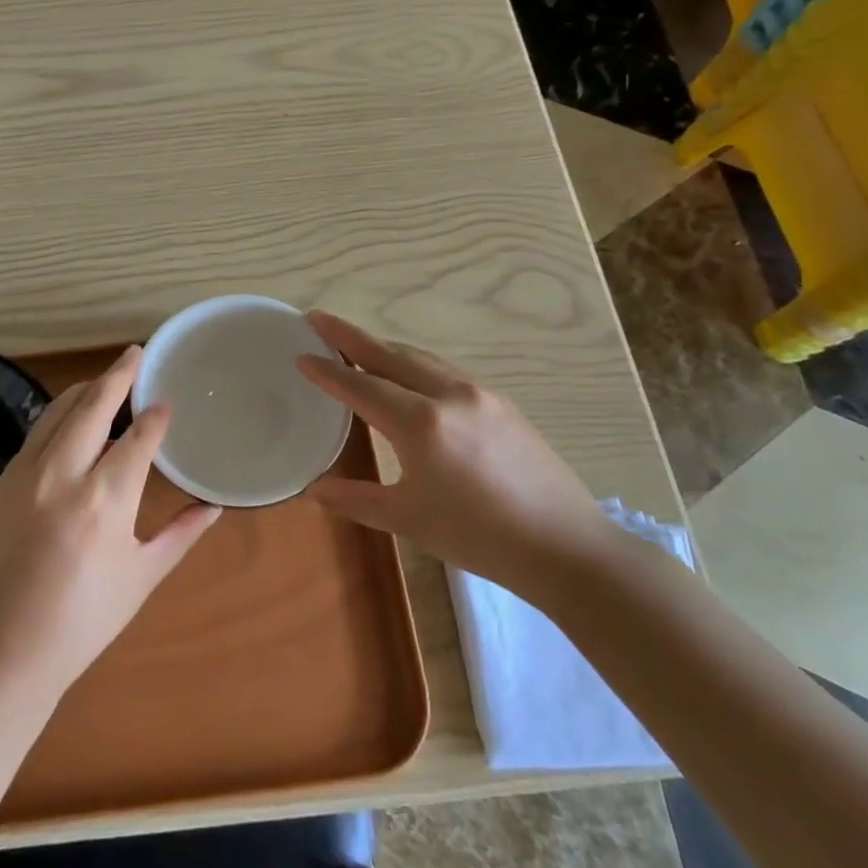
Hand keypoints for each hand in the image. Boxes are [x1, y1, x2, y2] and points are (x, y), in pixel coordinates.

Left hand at [0, 345, 219, 697]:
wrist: (1, 653)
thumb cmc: (83, 622)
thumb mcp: (142, 577)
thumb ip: (181, 533)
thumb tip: (216, 505)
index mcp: (107, 500)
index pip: (139, 437)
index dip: (156, 417)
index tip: (167, 402)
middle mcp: (65, 474)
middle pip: (94, 404)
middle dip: (119, 374)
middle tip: (135, 352)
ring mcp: (26, 474)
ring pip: (59, 411)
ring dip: (86, 389)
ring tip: (106, 378)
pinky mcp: (1, 483)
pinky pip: (36, 434)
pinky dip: (58, 416)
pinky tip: (70, 416)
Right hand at [295, 311, 608, 601]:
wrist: (566, 547)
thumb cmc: (479, 536)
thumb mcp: (409, 520)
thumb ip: (355, 499)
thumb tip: (313, 489)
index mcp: (420, 422)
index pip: (360, 385)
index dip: (327, 371)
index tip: (300, 354)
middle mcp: (448, 394)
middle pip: (389, 353)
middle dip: (350, 335)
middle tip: (317, 320)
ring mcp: (479, 393)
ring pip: (420, 357)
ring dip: (383, 347)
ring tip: (355, 344)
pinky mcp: (501, 402)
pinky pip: (444, 370)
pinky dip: (413, 362)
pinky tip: (407, 375)